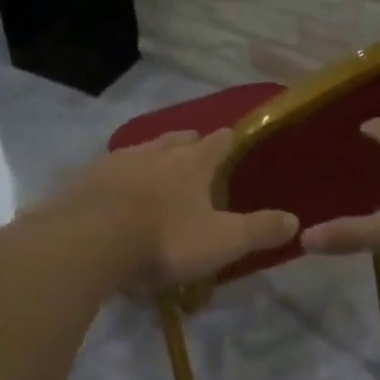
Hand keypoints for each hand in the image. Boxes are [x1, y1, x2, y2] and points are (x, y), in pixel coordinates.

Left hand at [52, 131, 297, 289]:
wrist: (90, 241)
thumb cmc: (165, 239)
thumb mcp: (222, 241)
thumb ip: (259, 230)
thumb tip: (295, 220)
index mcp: (192, 163)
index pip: (219, 142)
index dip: (230, 141)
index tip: (235, 139)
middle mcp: (155, 152)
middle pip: (177, 139)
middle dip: (189, 143)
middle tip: (196, 152)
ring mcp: (116, 162)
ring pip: (140, 150)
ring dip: (152, 157)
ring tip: (156, 170)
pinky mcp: (84, 180)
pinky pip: (108, 171)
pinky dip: (118, 178)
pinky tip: (115, 193)